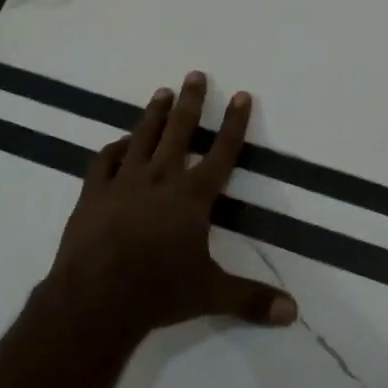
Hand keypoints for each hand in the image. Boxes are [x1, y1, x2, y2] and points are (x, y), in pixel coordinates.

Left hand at [44, 71, 297, 338]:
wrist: (95, 300)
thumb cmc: (158, 292)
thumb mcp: (211, 294)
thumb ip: (252, 300)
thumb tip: (293, 313)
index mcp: (192, 197)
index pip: (221, 152)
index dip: (234, 123)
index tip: (240, 94)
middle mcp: (160, 179)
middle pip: (179, 131)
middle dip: (191, 101)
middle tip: (194, 74)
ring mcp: (124, 182)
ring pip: (142, 137)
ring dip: (154, 114)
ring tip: (162, 92)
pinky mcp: (93, 193)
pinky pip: (105, 160)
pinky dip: (116, 147)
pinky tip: (122, 143)